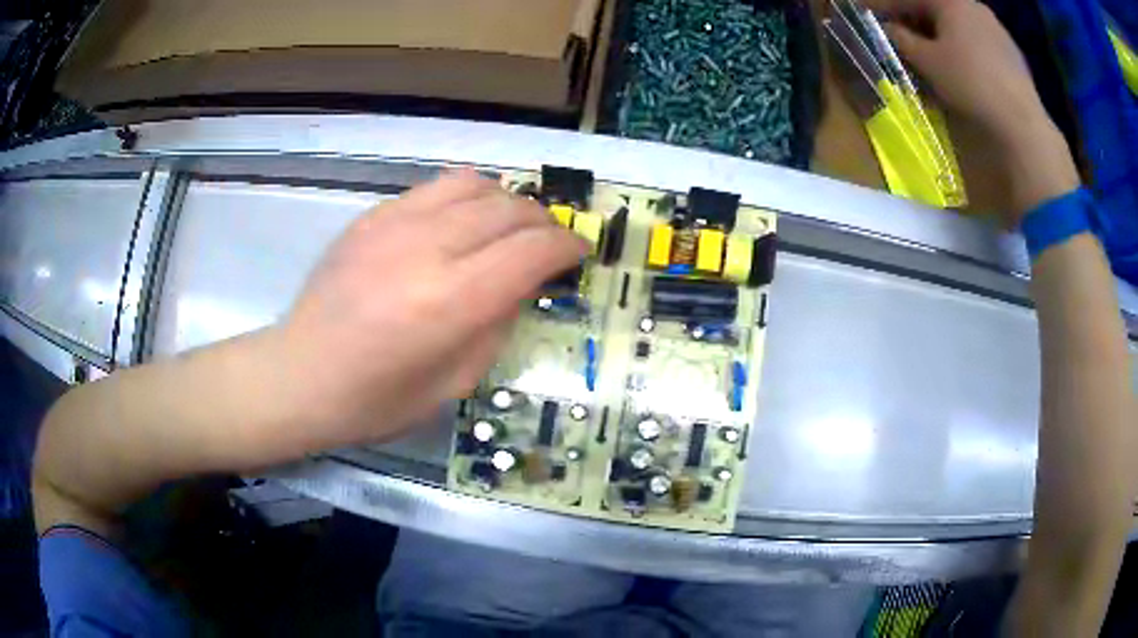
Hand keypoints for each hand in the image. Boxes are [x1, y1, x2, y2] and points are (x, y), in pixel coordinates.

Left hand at [280, 170, 586, 447]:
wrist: (300, 375)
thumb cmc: (376, 400)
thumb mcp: (454, 383)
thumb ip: (496, 325)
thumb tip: (521, 283)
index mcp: (449, 302)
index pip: (531, 250)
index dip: (566, 247)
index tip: (579, 253)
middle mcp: (426, 249)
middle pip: (509, 209)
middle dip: (543, 223)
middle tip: (550, 244)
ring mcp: (394, 224)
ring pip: (475, 185)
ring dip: (507, 202)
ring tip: (511, 227)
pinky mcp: (372, 216)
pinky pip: (436, 188)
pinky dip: (467, 198)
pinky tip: (464, 223)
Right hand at [866, 0, 1079, 218]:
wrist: (1022, 123)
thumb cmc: (971, 83)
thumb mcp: (928, 61)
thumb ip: (902, 40)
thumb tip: (887, 29)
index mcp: (952, 1)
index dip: (885, 5)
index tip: (865, 11)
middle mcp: (974, 7)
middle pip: (936, 7)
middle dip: (914, 18)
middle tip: (898, 32)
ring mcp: (996, 30)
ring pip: (959, 24)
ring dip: (939, 33)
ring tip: (928, 51)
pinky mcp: (1011, 54)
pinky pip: (978, 41)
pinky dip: (962, 46)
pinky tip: (960, 65)